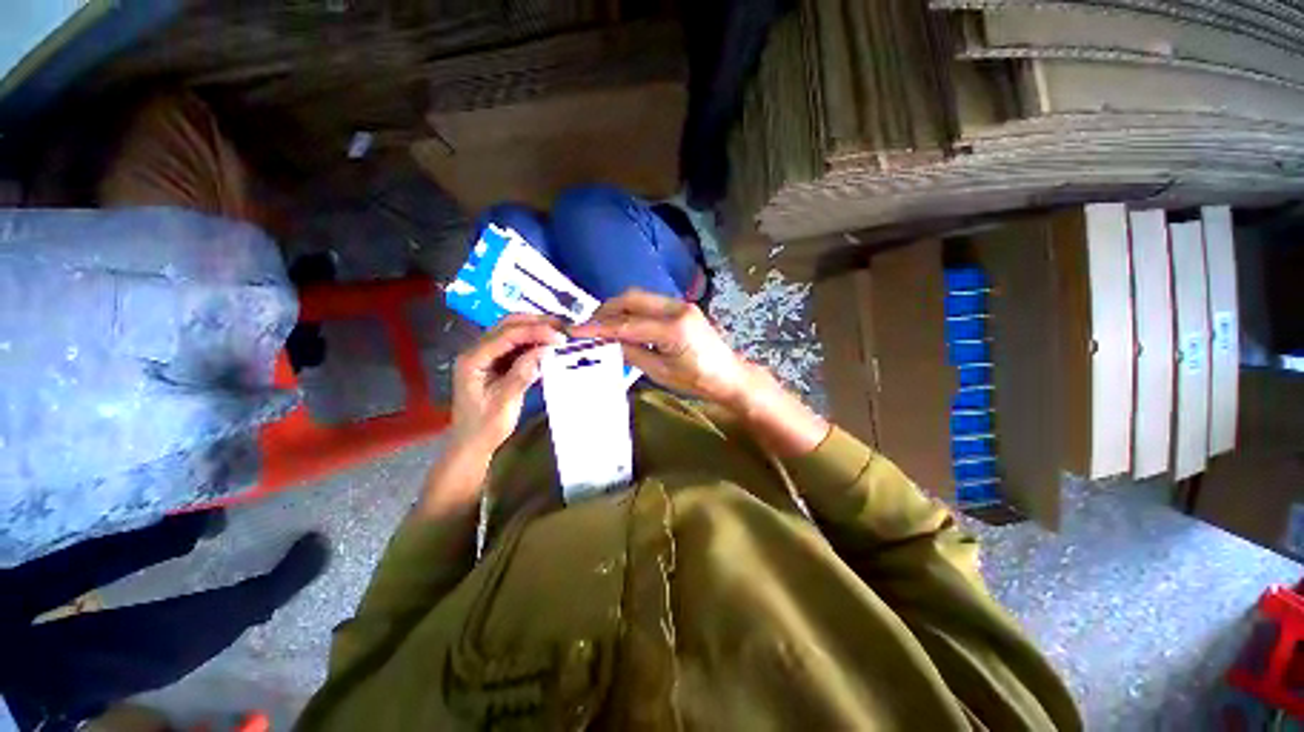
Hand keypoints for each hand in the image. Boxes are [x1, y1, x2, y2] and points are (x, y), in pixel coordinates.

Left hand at [450, 314, 565, 456]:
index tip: (560, 337)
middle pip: (507, 325)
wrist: (471, 443)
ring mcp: (486, 355)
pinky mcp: (495, 361)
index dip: (535, 332)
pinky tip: (548, 343)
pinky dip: (533, 340)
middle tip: (563, 328)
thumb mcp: (505, 402)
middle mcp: (477, 351)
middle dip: (536, 322)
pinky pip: (515, 343)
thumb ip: (522, 374)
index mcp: (473, 359)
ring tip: (560, 332)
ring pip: (512, 330)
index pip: (507, 335)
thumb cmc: (485, 427)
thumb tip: (544, 350)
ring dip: (536, 328)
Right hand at [571, 289, 828, 456]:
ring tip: (602, 326)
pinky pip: (650, 303)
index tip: (576, 331)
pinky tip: (623, 324)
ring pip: (640, 298)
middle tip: (589, 326)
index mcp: (673, 328)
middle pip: (632, 299)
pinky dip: (632, 311)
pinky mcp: (682, 307)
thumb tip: (607, 342)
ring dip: (618, 309)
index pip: (627, 324)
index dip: (599, 327)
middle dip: (606, 310)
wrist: (729, 375)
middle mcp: (677, 308)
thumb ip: (632, 353)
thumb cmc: (697, 380)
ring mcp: (681, 304)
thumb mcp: (661, 372)